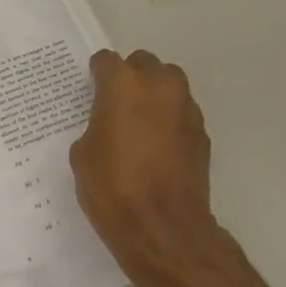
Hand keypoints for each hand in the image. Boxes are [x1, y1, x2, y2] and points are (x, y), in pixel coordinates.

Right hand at [69, 50, 244, 286]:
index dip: (96, 74)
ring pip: (169, 84)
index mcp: (122, 86)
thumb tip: (108, 125)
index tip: (90, 88)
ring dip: (153, 94)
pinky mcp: (202, 133)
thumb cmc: (112, 188)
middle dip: (130, 76)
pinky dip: (168, 120)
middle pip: (144, 63)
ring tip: (138, 122)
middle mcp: (159, 86)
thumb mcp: (83, 155)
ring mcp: (186, 108)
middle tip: (115, 103)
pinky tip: (156, 146)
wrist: (162, 226)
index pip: (106, 61)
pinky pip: (181, 113)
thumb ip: (95, 126)